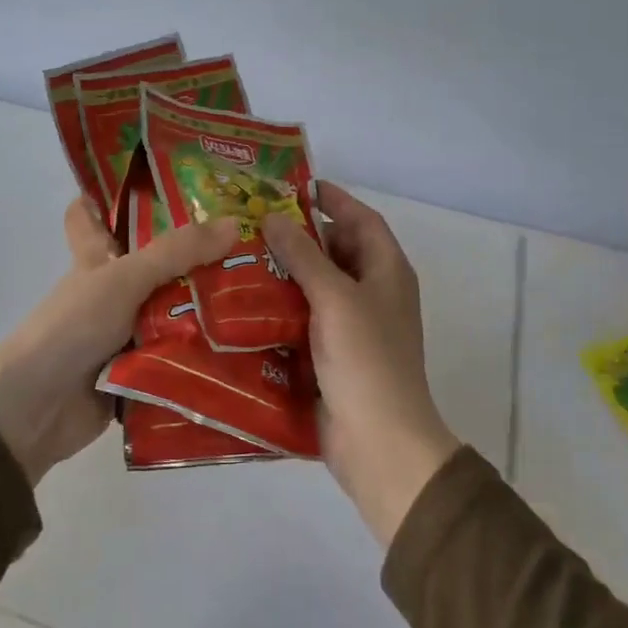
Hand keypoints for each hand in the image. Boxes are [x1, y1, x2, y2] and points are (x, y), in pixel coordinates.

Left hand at [0, 198, 238, 485]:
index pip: (92, 215)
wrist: (36, 411)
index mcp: (98, 259)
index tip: (155, 177)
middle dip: (199, 254)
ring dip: (214, 306)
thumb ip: (177, 252)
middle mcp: (114, 291)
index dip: (111, 194)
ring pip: (176, 309)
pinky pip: (181, 353)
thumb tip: (236, 222)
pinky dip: (208, 350)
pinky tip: (254, 342)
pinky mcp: (142, 369)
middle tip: (255, 239)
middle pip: (158, 264)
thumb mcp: (124, 279)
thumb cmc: (73, 327)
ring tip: (272, 291)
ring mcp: (127, 332)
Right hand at [263, 184, 459, 545]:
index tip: (296, 186)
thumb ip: (304, 255)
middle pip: (338, 251)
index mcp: (387, 271)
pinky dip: (282, 309)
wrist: (378, 441)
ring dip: (286, 273)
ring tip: (241, 257)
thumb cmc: (365, 358)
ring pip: (318, 287)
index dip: (334, 200)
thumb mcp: (334, 297)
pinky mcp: (333, 356)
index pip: (362, 220)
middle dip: (300, 237)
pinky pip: (306, 319)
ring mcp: (354, 327)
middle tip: (254, 223)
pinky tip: (246, 304)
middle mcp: (374, 293)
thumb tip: (273, 217)